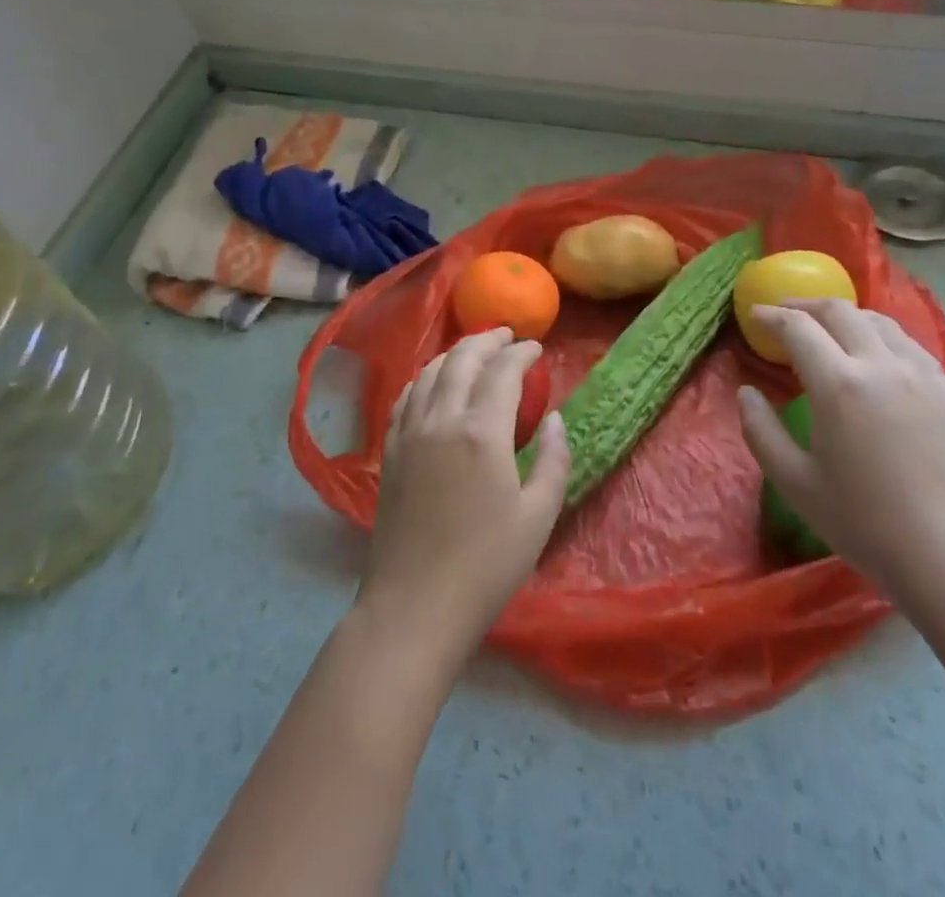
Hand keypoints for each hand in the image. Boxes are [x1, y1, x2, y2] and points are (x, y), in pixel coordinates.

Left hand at [357, 328, 570, 670]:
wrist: (414, 606)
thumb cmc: (486, 566)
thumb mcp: (538, 516)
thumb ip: (553, 459)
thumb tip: (554, 418)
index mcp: (481, 431)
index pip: (502, 371)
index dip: (521, 353)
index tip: (537, 349)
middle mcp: (441, 418)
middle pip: (462, 359)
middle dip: (487, 340)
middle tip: (508, 337)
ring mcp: (409, 432)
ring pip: (429, 371)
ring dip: (455, 353)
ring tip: (475, 352)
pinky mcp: (390, 450)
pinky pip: (406, 396)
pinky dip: (426, 377)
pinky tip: (434, 383)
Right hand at [739, 300, 944, 595]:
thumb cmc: (867, 524)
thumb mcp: (795, 483)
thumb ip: (761, 432)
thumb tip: (747, 393)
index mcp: (839, 384)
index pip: (798, 328)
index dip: (771, 316)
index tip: (755, 315)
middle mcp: (881, 364)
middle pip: (840, 311)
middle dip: (806, 304)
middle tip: (785, 312)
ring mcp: (922, 374)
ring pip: (878, 321)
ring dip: (845, 315)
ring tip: (828, 327)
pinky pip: (908, 344)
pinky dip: (880, 334)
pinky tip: (875, 354)